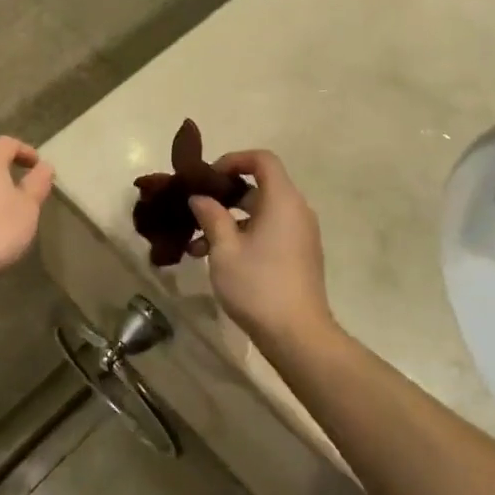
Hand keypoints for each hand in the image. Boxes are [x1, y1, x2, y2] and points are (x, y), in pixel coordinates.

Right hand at [188, 150, 336, 343]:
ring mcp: (299, 234)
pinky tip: (214, 259)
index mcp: (282, 200)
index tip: (208, 177)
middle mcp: (296, 210)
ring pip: (259, 213)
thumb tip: (200, 197)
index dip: (234, 159)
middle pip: (259, 186)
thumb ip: (211, 216)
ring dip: (228, 221)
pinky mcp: (297, 255)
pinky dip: (243, 236)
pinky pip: (268, 231)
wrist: (298, 335)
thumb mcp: (225, 249)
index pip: (262, 159)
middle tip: (195, 208)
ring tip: (195, 244)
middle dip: (224, 195)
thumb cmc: (258, 285)